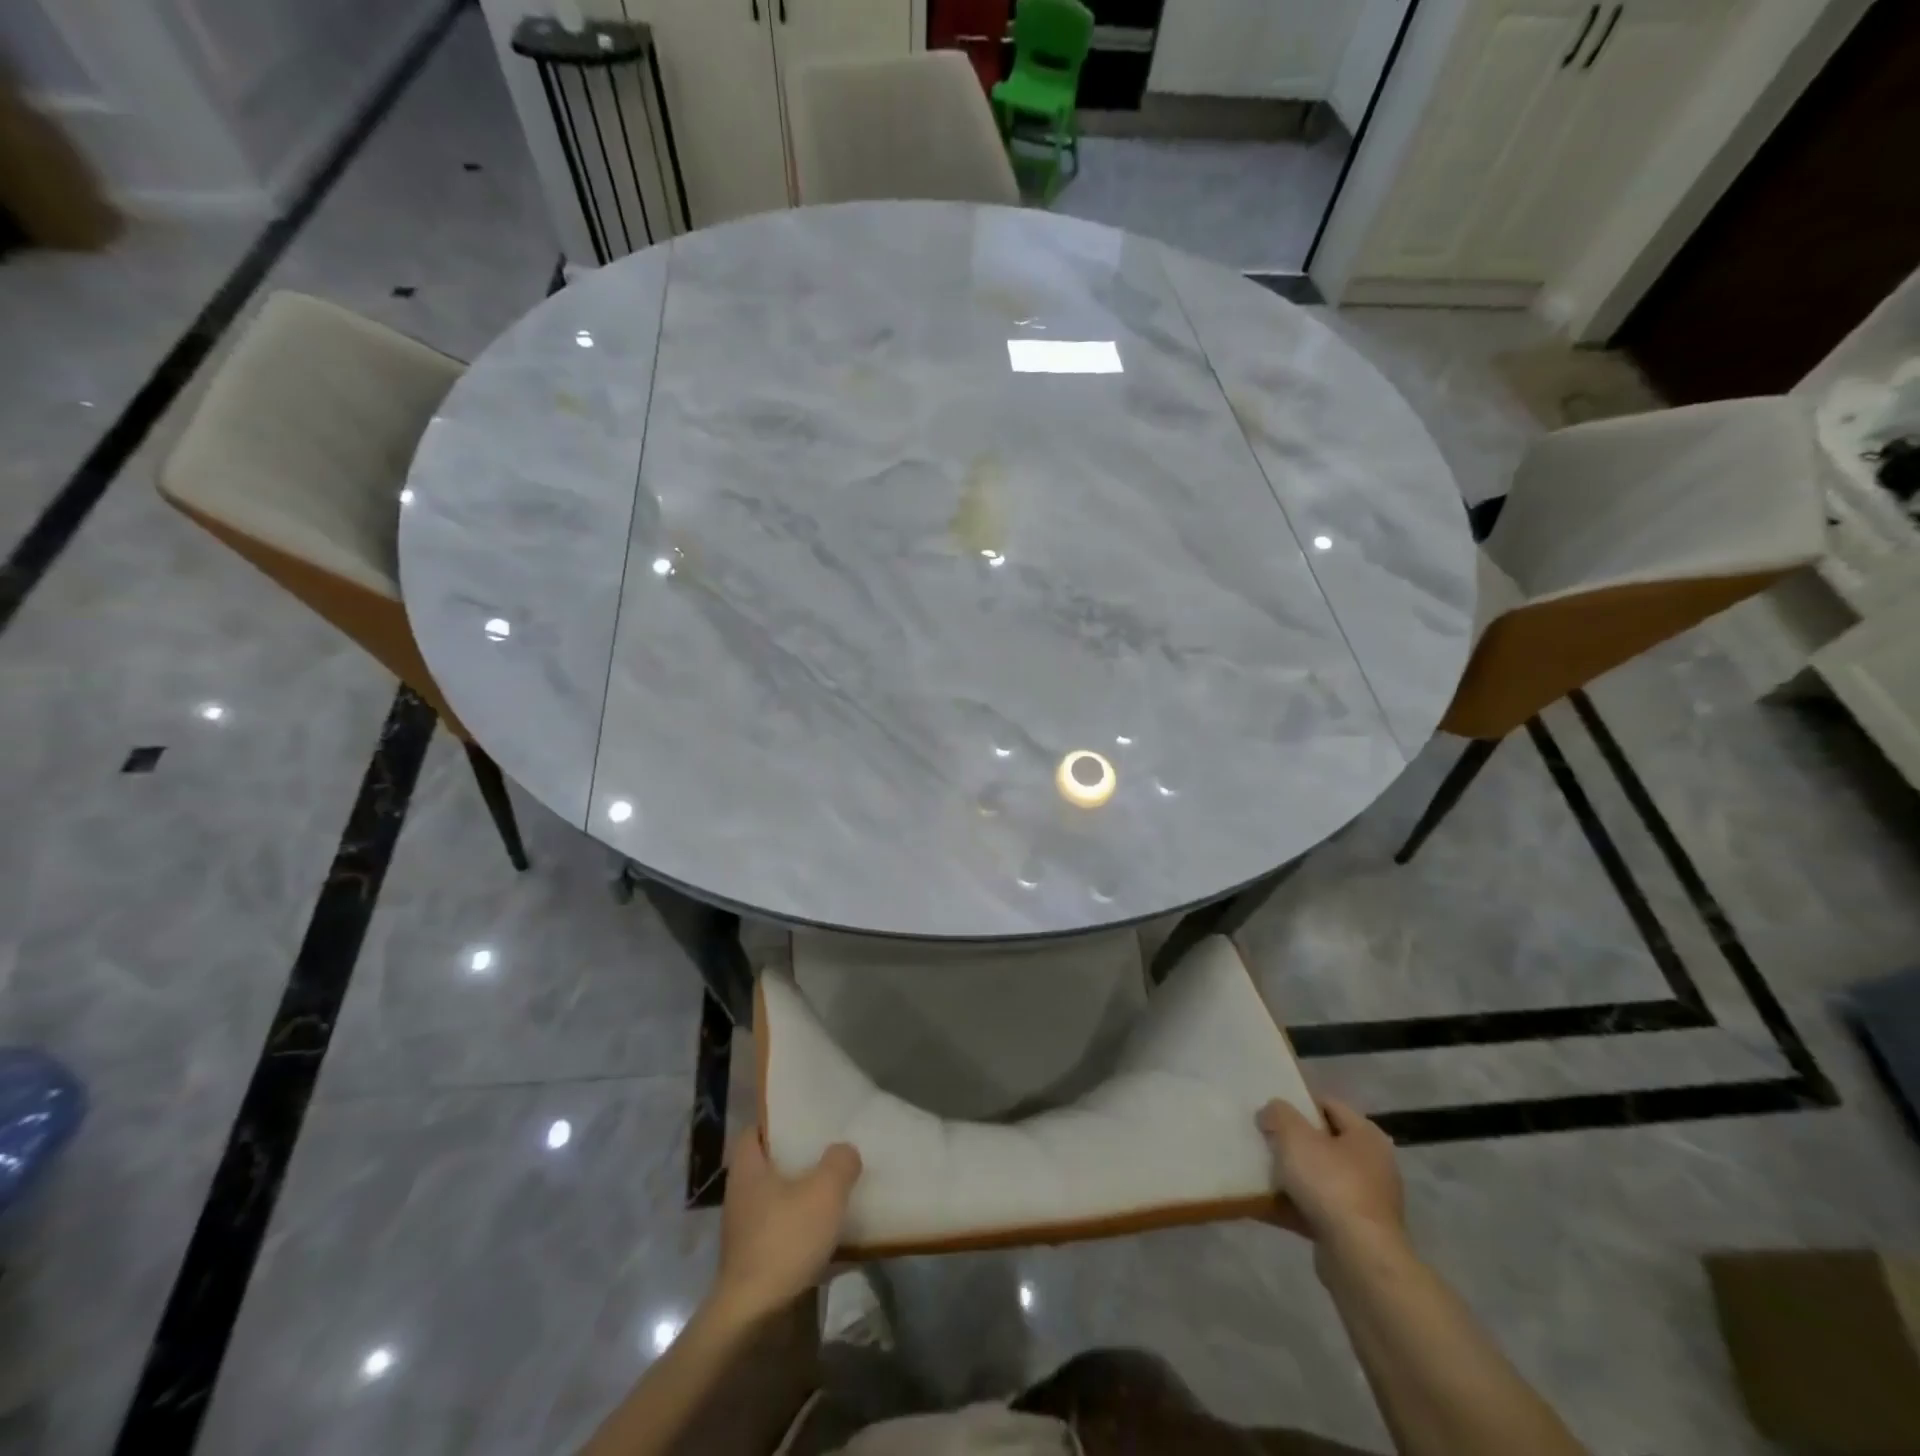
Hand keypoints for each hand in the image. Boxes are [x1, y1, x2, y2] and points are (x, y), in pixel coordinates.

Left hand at [711, 1130, 861, 1326]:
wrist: (755, 1318)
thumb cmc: (784, 1240)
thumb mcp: (824, 1191)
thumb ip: (839, 1162)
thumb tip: (844, 1152)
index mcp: (748, 1169)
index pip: (754, 1131)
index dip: (777, 1121)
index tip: (805, 1117)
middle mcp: (742, 1196)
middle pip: (770, 1165)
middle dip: (799, 1159)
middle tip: (831, 1149)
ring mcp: (747, 1232)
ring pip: (780, 1200)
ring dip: (805, 1196)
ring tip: (839, 1190)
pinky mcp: (757, 1262)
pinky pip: (786, 1233)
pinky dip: (806, 1230)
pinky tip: (834, 1234)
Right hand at [1257, 1098, 1404, 1254]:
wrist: (1360, 1260)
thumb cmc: (1331, 1184)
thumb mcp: (1295, 1136)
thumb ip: (1279, 1114)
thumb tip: (1271, 1111)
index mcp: (1366, 1136)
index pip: (1329, 1105)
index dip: (1298, 1102)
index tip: (1270, 1109)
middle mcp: (1372, 1166)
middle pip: (1323, 1143)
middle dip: (1292, 1142)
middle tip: (1262, 1139)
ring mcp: (1365, 1203)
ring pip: (1318, 1179)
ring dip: (1290, 1176)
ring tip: (1257, 1171)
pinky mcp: (1354, 1234)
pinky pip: (1316, 1210)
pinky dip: (1292, 1206)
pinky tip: (1262, 1206)